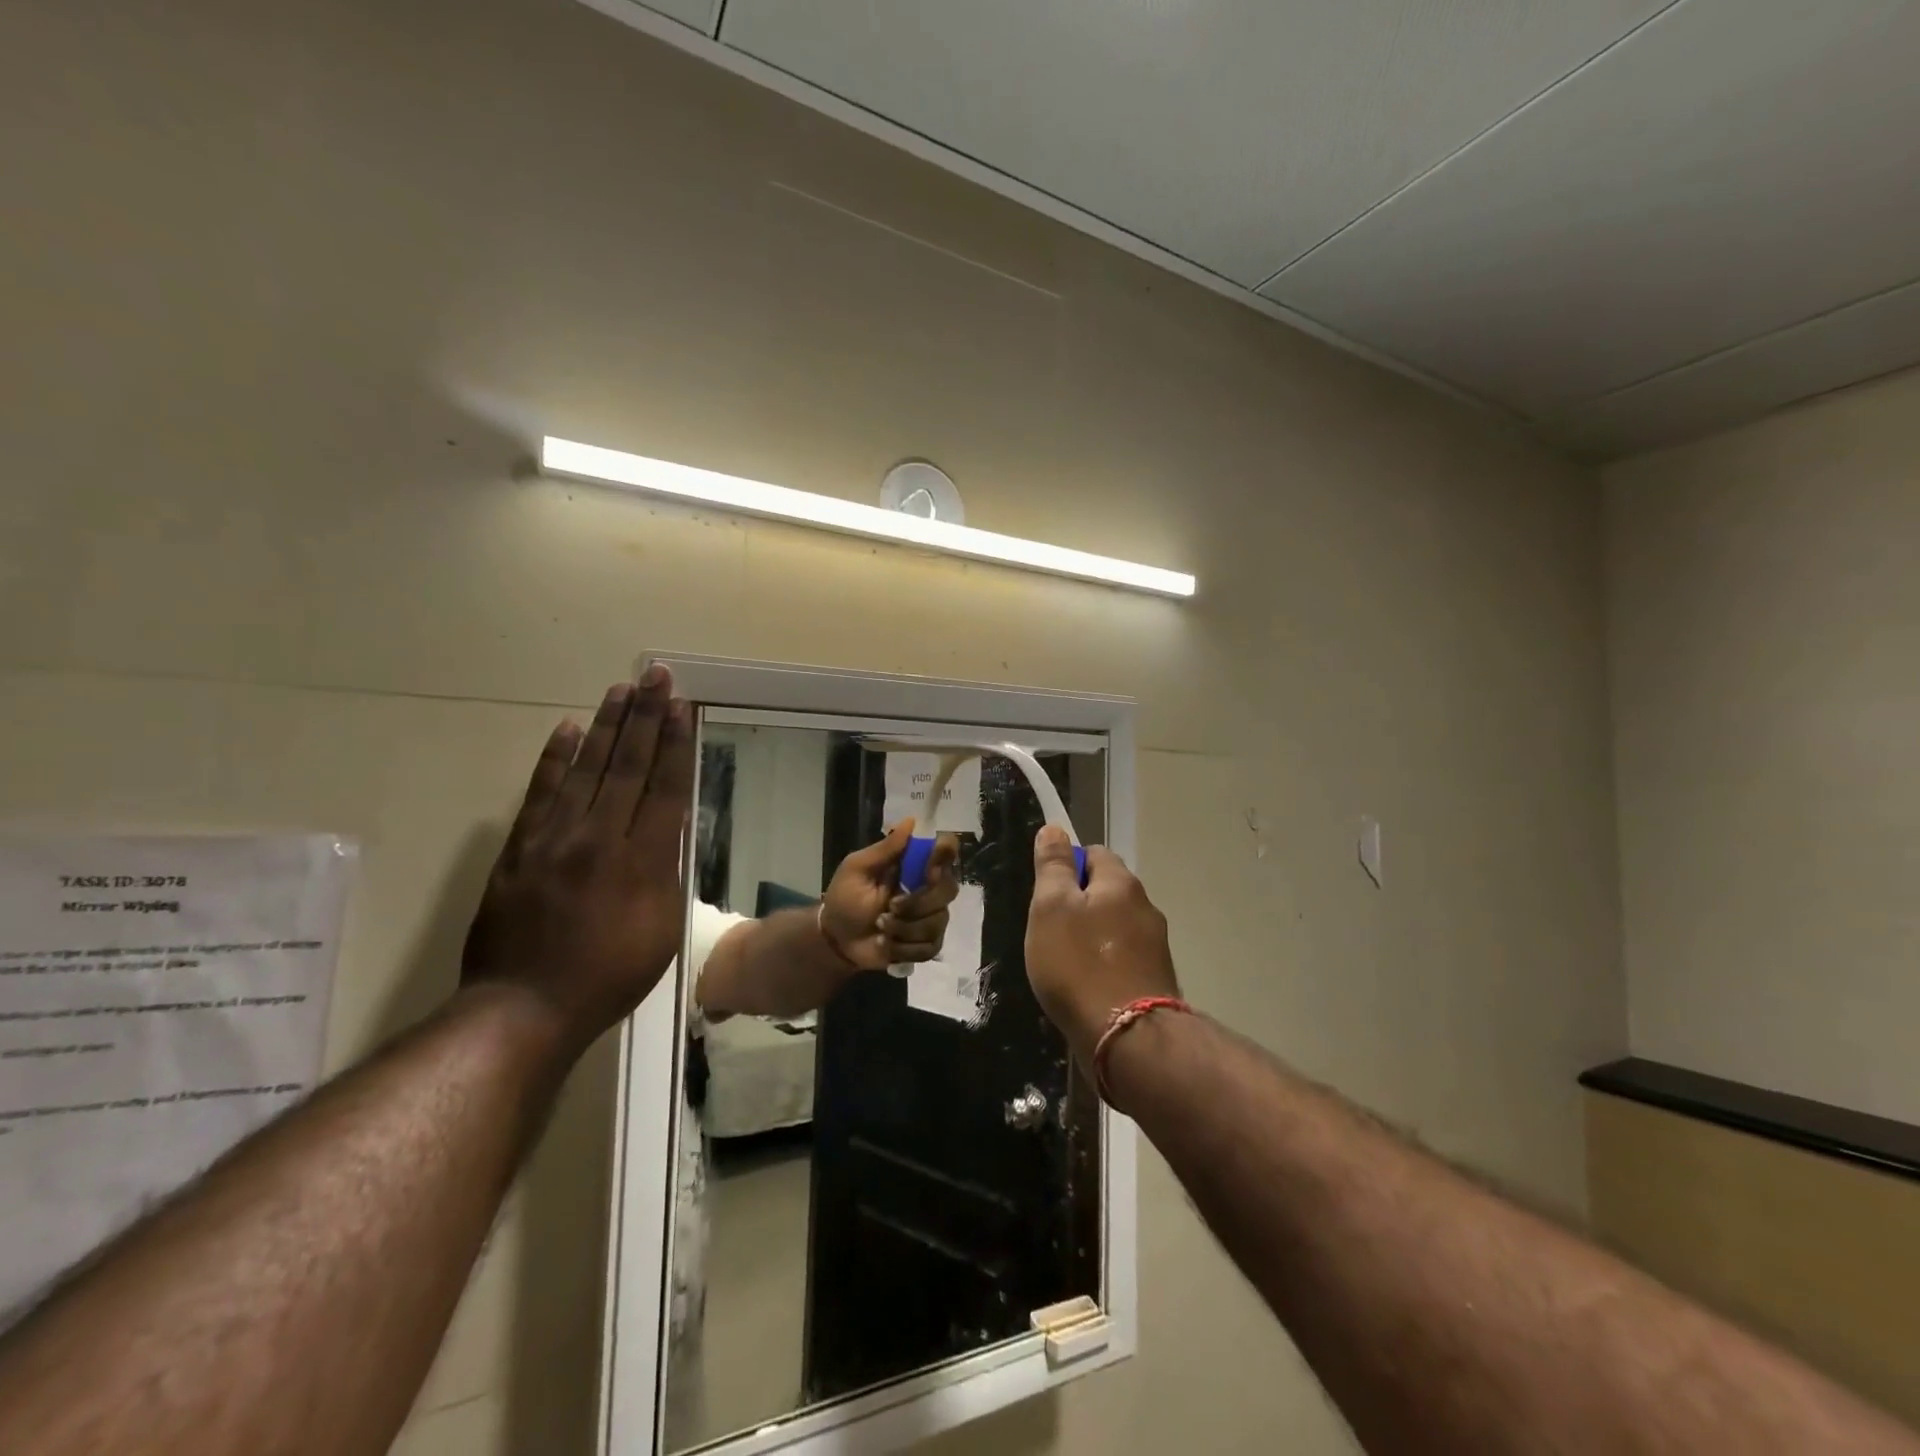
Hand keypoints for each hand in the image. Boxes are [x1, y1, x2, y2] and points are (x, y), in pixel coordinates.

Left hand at [460, 669, 694, 1055]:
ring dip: (605, 727)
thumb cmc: (609, 975)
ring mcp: (553, 840)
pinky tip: (567, 730)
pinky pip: (540, 793)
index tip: (679, 706)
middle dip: (644, 718)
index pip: (663, 788)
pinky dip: (554, 760)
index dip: (673, 744)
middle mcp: (598, 838)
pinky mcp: (519, 849)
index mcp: (641, 861)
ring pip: (585, 770)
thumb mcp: (661, 930)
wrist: (524, 1007)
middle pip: (626, 767)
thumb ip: (667, 873)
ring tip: (619, 690)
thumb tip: (668, 830)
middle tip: (653, 676)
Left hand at [820, 820, 960, 970]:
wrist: (836, 940)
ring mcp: (931, 917)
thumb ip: (884, 849)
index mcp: (914, 866)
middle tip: (889, 908)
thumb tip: (911, 820)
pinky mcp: (927, 944)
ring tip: (880, 927)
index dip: (945, 857)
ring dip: (904, 928)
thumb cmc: (845, 899)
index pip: (946, 851)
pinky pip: (931, 946)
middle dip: (916, 903)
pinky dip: (904, 948)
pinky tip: (887, 945)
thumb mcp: (857, 869)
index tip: (929, 870)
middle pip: (948, 890)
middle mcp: (929, 888)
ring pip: (937, 921)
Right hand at [1026, 825, 1180, 1067]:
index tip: (1046, 895)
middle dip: (1079, 904)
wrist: (1128, 1040)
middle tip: (1050, 931)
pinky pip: (1124, 958)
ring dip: (1093, 936)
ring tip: (1066, 964)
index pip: (1094, 853)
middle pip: (1107, 890)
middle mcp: (1146, 907)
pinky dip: (1105, 964)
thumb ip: (1053, 867)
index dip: (1067, 866)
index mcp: (1121, 883)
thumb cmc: (1079, 965)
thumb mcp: (1051, 907)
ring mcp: (1155, 946)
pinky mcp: (1156, 980)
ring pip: (1116, 926)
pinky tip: (1087, 986)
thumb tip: (1055, 829)